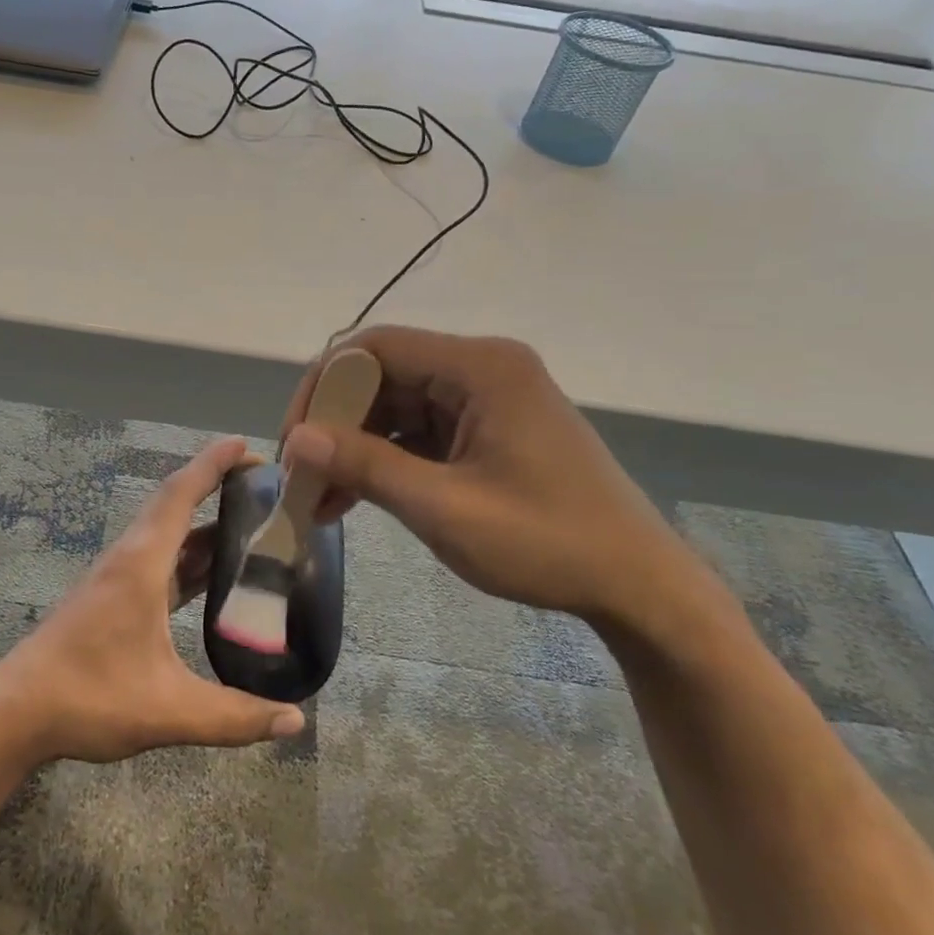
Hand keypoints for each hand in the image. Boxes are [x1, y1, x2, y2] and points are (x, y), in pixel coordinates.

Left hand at [0, 437, 306, 764]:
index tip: (245, 444)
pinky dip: (190, 555)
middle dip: (215, 485)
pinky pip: (160, 560)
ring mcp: (118, 577)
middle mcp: (130, 559)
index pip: (180, 495)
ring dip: (204, 522)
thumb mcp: (168, 711)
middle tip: (261, 485)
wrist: (16, 714)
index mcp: (141, 564)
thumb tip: (296, 721)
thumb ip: (234, 716)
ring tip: (251, 524)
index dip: (212, 464)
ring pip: (167, 534)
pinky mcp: (113, 598)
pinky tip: (214, 575)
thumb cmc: (89, 698)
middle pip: (175, 504)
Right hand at [280, 327, 716, 628]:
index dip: (322, 387)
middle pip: (382, 375)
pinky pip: (419, 430)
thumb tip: (297, 441)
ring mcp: (485, 398)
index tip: (295, 441)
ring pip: (395, 406)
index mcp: (480, 367)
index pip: (374, 347)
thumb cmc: (547, 543)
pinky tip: (353, 499)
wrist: (639, 586)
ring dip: (354, 447)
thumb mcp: (445, 508)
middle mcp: (481, 368)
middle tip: (302, 476)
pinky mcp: (487, 428)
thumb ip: (367, 466)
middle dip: (335, 424)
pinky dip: (384, 460)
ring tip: (320, 499)